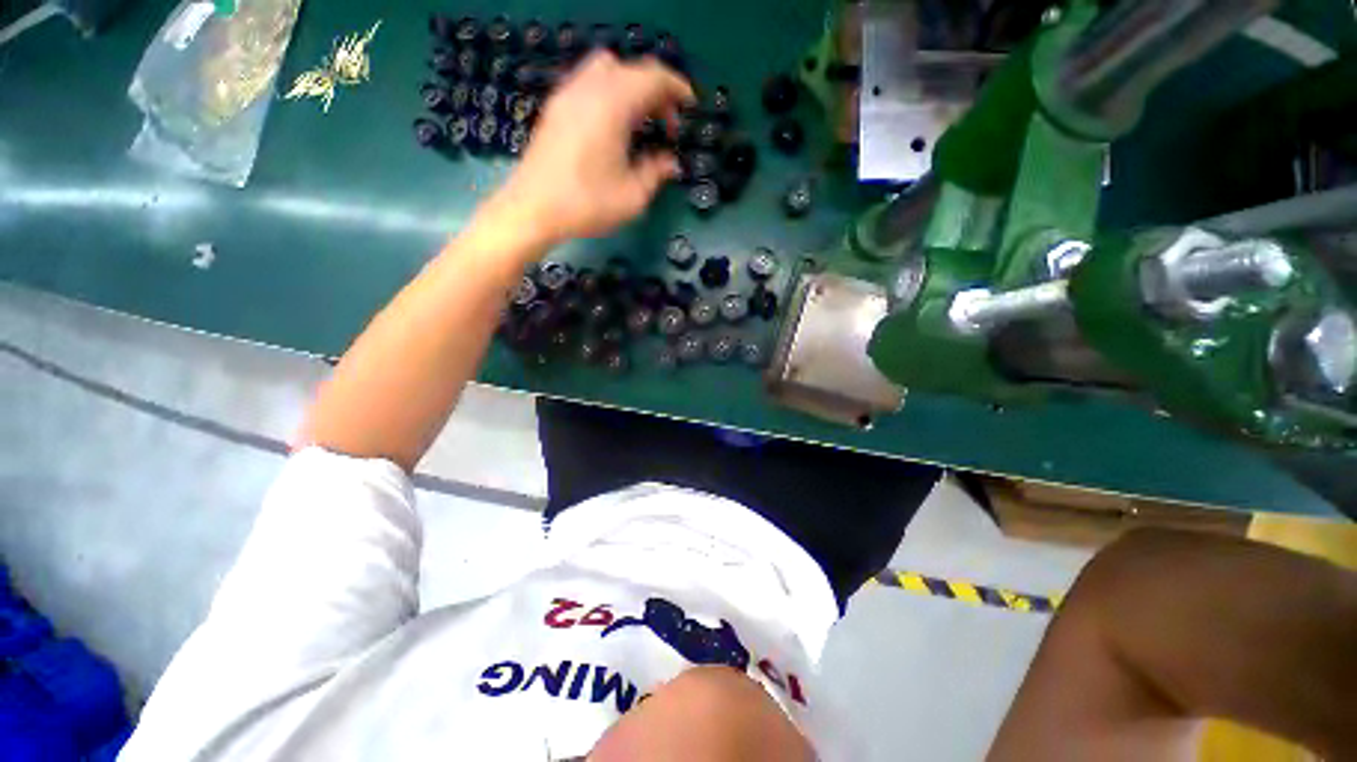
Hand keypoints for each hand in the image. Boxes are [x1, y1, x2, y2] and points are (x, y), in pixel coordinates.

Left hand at [491, 51, 694, 244]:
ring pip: (607, 70)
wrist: (534, 209)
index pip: (653, 77)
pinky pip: (588, 83)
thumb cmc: (587, 204)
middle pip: (631, 69)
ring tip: (639, 123)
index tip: (690, 107)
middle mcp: (589, 88)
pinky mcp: (555, 107)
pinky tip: (613, 128)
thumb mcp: (632, 196)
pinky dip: (610, 94)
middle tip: (666, 124)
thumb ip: (656, 173)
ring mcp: (568, 95)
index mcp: (613, 104)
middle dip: (655, 90)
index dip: (677, 88)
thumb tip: (671, 162)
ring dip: (631, 88)